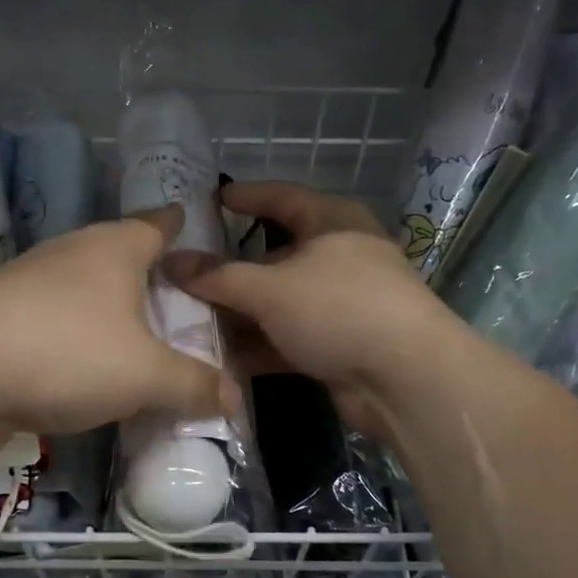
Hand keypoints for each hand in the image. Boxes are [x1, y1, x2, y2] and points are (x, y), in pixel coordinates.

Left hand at [0, 206, 236, 446]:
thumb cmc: (66, 353)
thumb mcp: (145, 375)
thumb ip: (193, 384)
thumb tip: (233, 398)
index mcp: (114, 248)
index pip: (157, 222)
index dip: (179, 224)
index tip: (194, 226)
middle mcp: (72, 254)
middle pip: (121, 256)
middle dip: (150, 277)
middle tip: (182, 306)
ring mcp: (31, 284)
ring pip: (87, 292)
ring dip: (113, 313)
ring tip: (142, 341)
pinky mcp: (3, 319)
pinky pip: (59, 323)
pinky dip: (81, 340)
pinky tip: (91, 371)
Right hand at [175, 181, 469, 439]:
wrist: (405, 380)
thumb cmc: (339, 309)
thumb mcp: (271, 288)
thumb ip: (218, 276)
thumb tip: (171, 261)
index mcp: (332, 222)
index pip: (282, 198)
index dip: (246, 197)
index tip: (211, 200)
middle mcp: (339, 257)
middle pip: (275, 256)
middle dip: (231, 269)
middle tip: (186, 274)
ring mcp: (341, 304)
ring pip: (279, 302)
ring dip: (240, 313)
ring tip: (190, 319)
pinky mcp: (339, 345)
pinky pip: (289, 338)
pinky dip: (259, 345)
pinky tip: (220, 358)